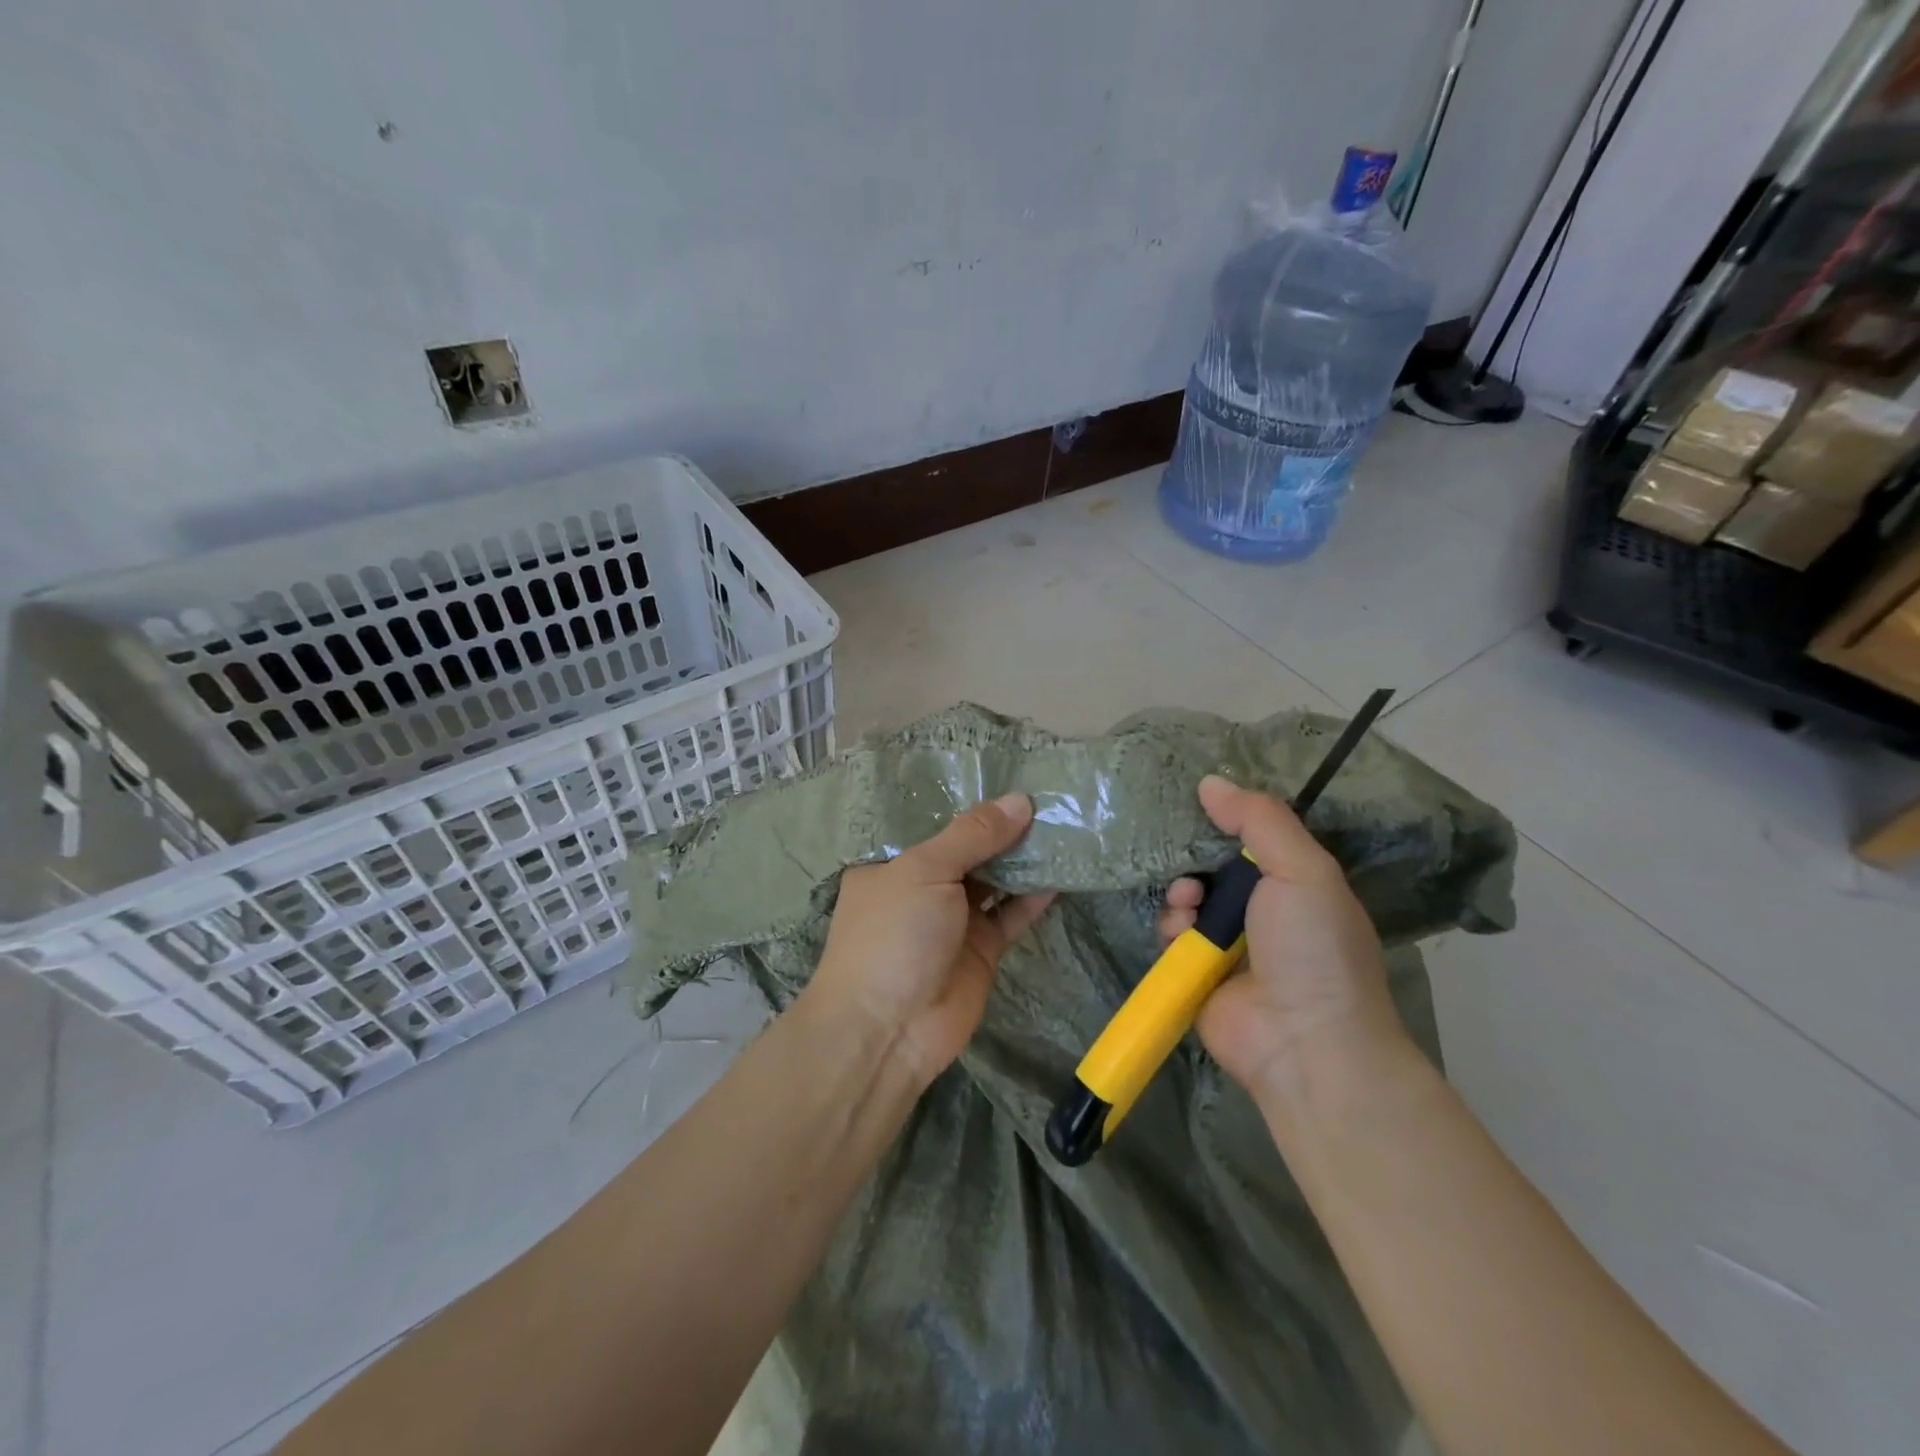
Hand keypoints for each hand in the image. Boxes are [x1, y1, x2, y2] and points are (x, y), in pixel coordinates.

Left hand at [807, 794, 1055, 1087]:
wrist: (888, 1031)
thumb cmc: (893, 934)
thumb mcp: (925, 870)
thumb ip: (973, 835)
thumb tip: (1020, 800)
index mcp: (892, 861)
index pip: (932, 821)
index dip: (968, 799)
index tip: (1008, 771)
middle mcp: (922, 886)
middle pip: (968, 848)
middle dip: (1002, 826)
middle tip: (1047, 792)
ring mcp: (953, 919)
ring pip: (994, 879)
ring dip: (1022, 857)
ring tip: (1061, 822)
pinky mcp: (982, 949)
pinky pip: (1012, 914)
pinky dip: (1034, 895)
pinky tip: (1061, 869)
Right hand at [1158, 776, 1404, 1101]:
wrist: (1304, 1041)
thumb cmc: (1313, 947)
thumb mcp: (1302, 870)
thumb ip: (1260, 820)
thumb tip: (1209, 782)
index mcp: (1297, 884)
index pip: (1256, 840)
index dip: (1229, 822)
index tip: (1201, 804)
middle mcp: (1263, 911)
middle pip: (1215, 866)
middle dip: (1197, 858)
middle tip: (1191, 860)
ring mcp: (1229, 946)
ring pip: (1188, 899)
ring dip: (1182, 893)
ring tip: (1188, 903)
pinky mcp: (1197, 973)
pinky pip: (1172, 936)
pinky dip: (1171, 929)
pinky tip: (1181, 934)